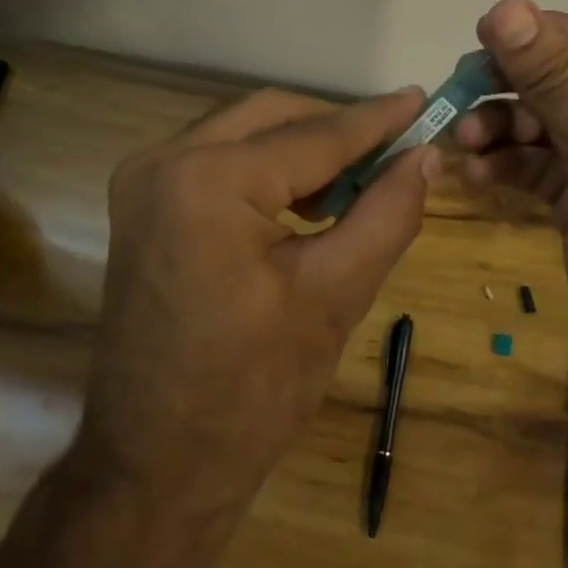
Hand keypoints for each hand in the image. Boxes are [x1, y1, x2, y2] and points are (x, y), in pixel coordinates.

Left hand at [79, 87, 436, 514]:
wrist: (155, 467)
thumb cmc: (251, 392)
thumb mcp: (334, 296)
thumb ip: (386, 214)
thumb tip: (425, 156)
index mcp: (208, 180)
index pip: (313, 135)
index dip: (376, 119)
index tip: (423, 100)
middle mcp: (164, 161)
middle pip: (272, 117)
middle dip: (336, 129)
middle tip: (394, 150)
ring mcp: (143, 181)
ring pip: (244, 132)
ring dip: (302, 147)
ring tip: (358, 182)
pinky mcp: (142, 205)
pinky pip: (218, 160)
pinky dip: (266, 168)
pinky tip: (307, 201)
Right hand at [454, 0, 567, 404]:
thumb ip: (554, 80)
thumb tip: (504, 7)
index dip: (544, 36)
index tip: (481, 32)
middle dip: (515, 88)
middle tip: (460, 88)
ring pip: (548, 119)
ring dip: (502, 127)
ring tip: (462, 141)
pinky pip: (540, 159)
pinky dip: (506, 162)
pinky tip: (474, 173)